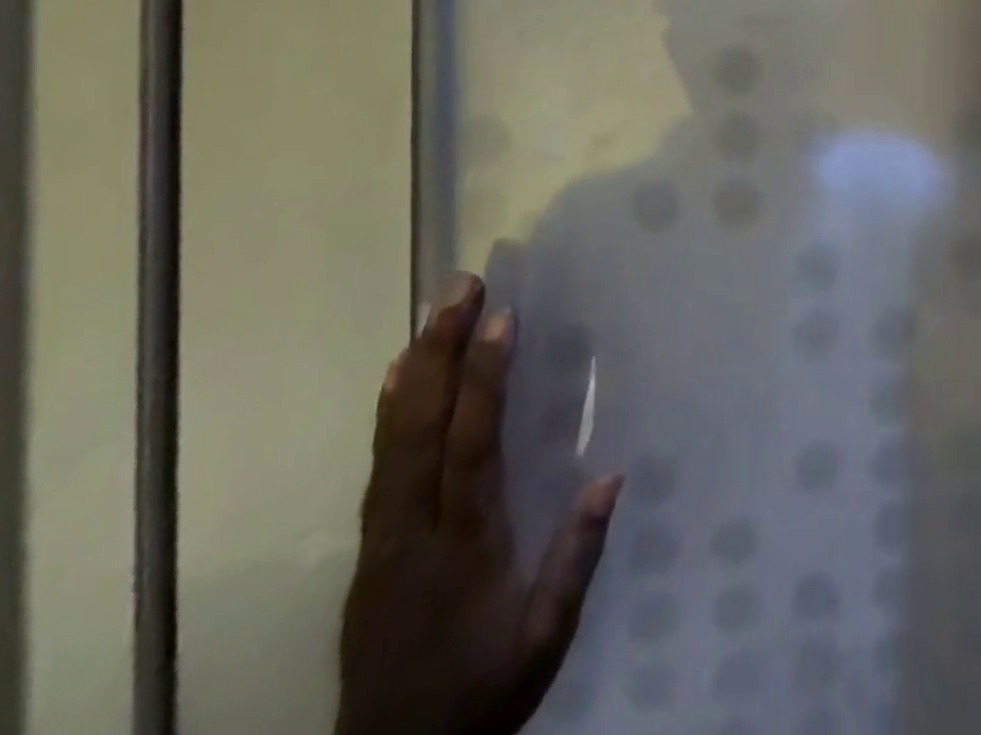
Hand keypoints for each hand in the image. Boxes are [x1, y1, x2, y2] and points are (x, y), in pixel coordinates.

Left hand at [336, 273, 620, 734]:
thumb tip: (610, 474)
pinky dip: (388, 410)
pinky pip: (379, 463)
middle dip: (443, 350)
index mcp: (465, 546)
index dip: (485, 380)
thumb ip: (575, 560)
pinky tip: (398, 373)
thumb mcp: (544, 641)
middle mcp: (415, 529)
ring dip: (417, 367)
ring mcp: (384, 535)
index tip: (501, 319)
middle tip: (459, 287)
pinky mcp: (370, 544)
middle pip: (424, 428)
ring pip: (394, 438)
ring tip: (433, 309)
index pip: (472, 447)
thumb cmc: (481, 694)